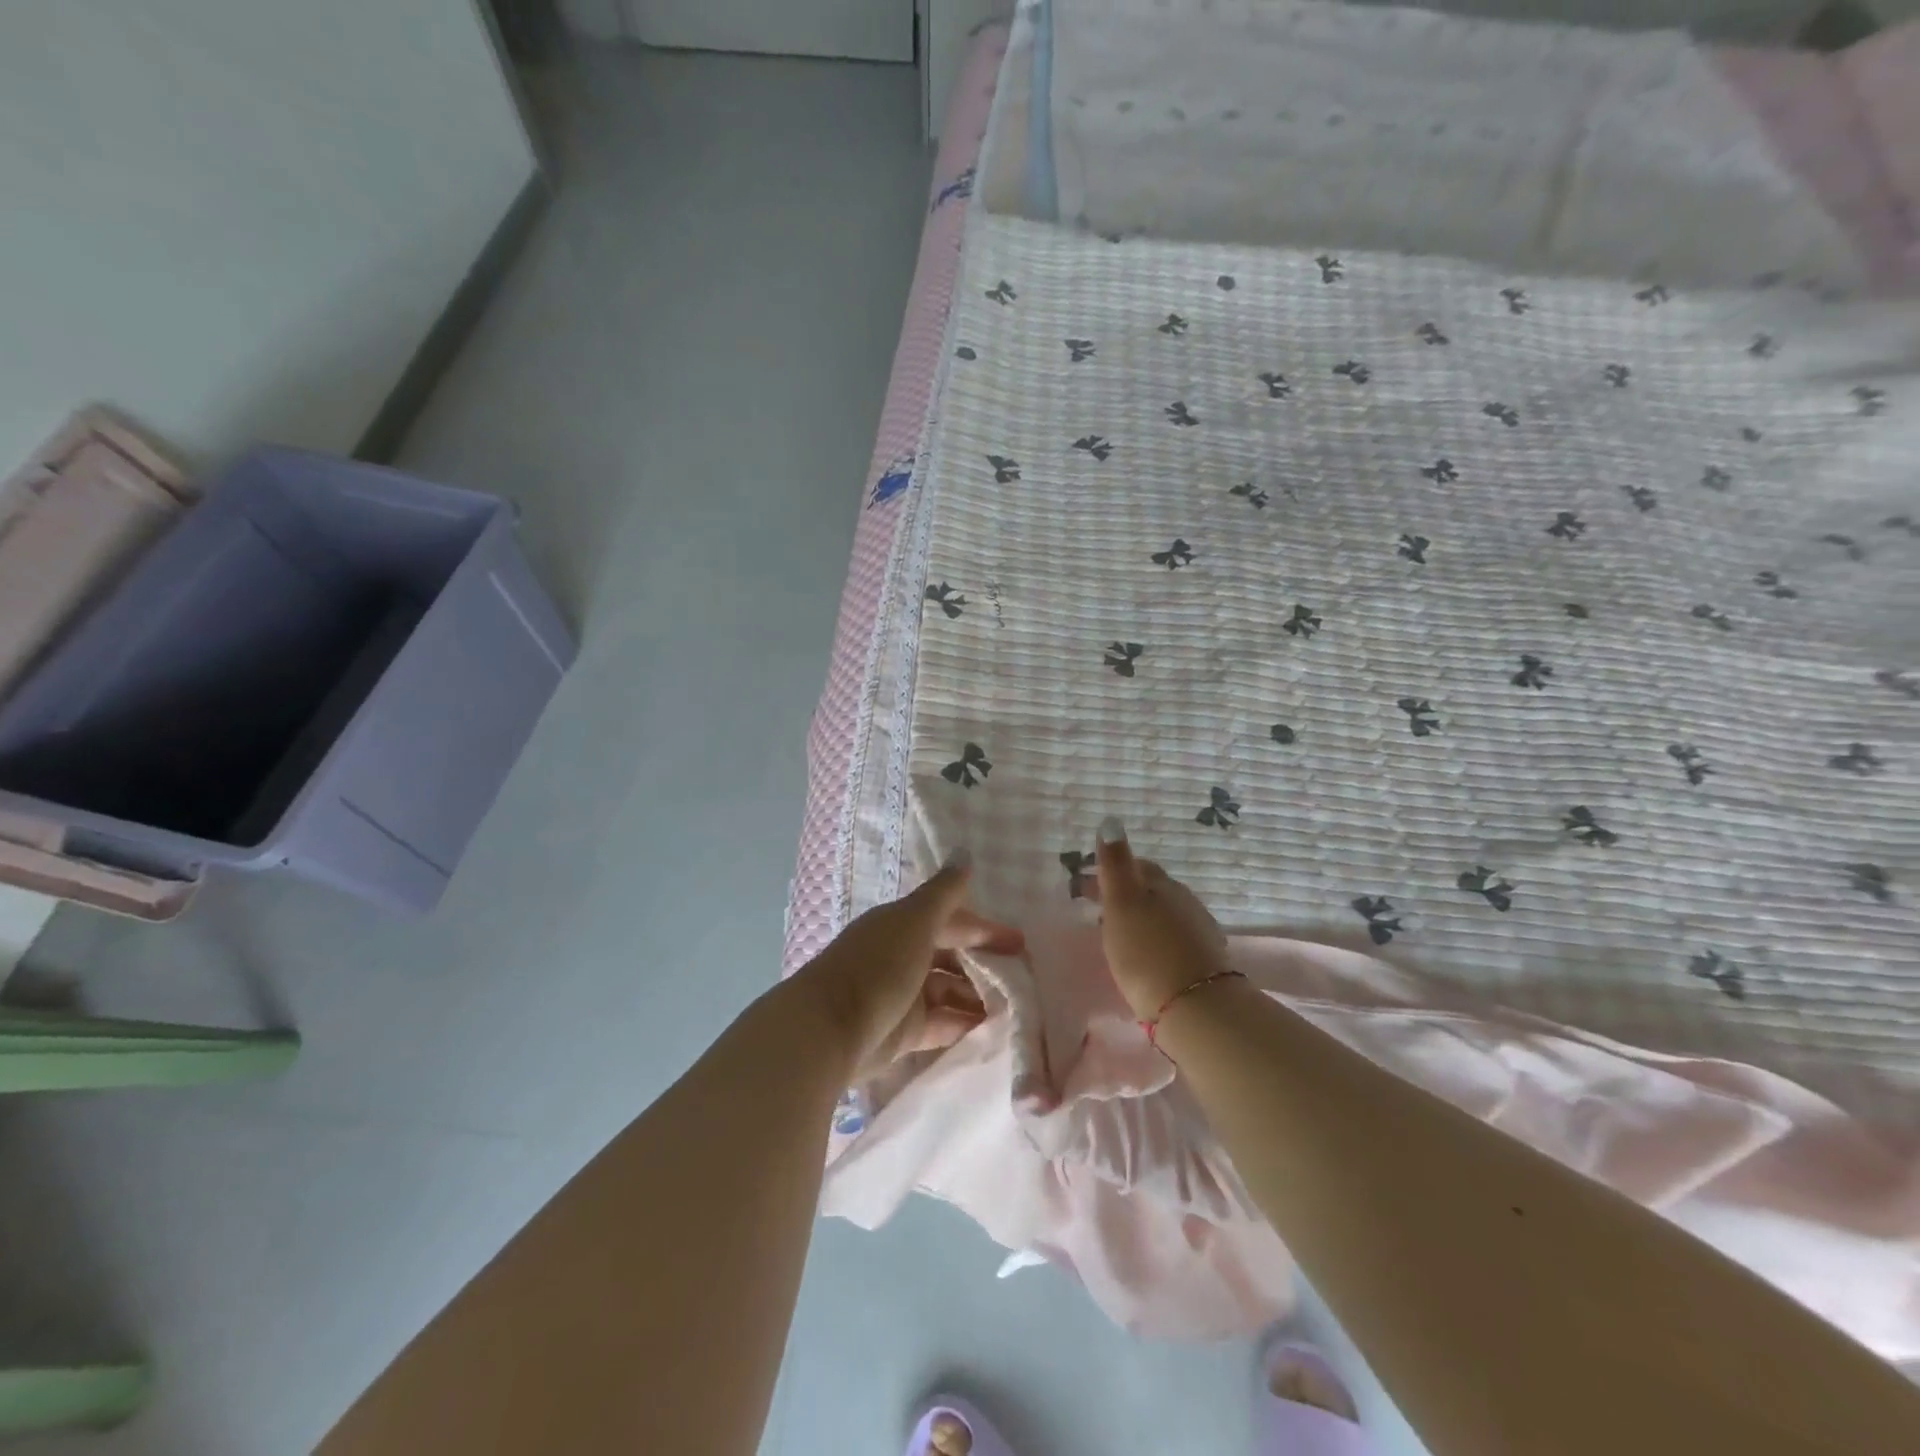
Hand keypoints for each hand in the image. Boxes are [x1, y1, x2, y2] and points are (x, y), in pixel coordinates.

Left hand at [793, 860, 1022, 1073]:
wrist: (830, 1028)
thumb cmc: (878, 965)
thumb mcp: (915, 920)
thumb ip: (944, 892)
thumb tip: (965, 853)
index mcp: (902, 924)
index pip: (951, 920)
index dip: (984, 928)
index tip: (1020, 943)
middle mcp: (902, 956)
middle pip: (951, 956)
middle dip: (984, 964)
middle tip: (1023, 977)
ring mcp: (903, 995)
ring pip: (948, 991)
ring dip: (977, 996)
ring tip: (1015, 1007)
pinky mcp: (903, 1032)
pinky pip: (941, 1024)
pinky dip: (964, 1024)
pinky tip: (992, 1029)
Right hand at [1091, 820, 1231, 1020]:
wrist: (1196, 1008)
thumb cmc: (1147, 952)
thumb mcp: (1122, 903)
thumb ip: (1115, 864)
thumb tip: (1110, 821)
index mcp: (1161, 883)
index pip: (1135, 864)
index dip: (1109, 870)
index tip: (1084, 884)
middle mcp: (1184, 900)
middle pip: (1150, 888)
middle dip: (1124, 892)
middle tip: (1097, 907)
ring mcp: (1198, 930)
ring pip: (1163, 913)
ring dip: (1140, 916)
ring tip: (1118, 932)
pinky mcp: (1204, 961)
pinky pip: (1172, 937)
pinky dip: (1154, 937)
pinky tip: (1145, 953)